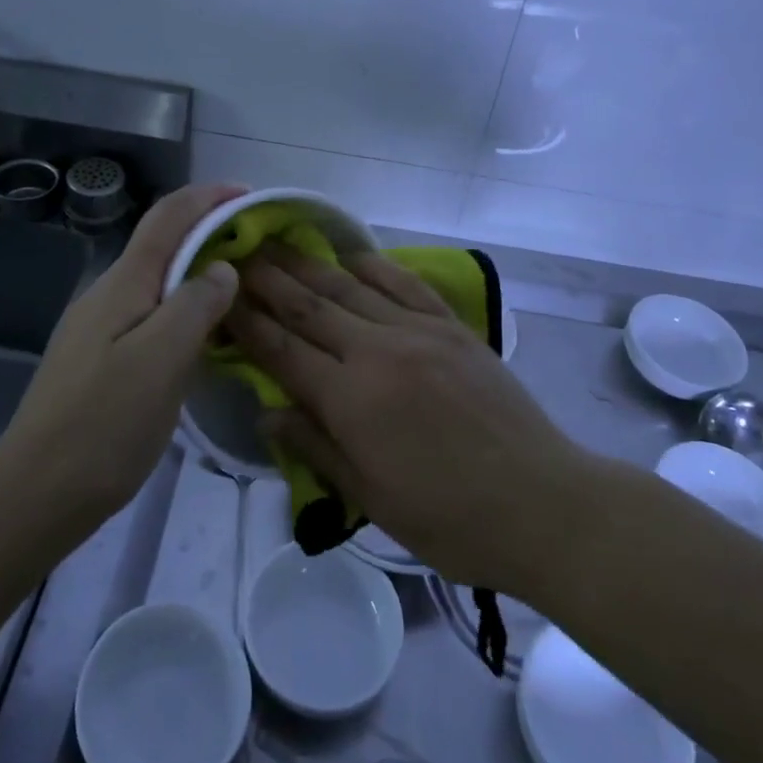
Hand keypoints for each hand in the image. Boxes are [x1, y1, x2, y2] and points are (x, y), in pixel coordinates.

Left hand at [0, 182, 244, 534]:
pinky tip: (204, 336)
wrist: (35, 494)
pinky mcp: (99, 359)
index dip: (207, 197)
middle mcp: (107, 294)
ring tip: (240, 288)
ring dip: (198, 272)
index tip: (249, 195)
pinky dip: (184, 308)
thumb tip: (222, 268)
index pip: (168, 217)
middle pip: (162, 244)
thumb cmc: (104, 424)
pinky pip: (150, 315)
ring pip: (157, 282)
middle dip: (208, 232)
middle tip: (258, 248)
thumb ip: (195, 305)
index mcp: (124, 283)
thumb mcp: (162, 360)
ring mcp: (99, 327)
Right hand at [227, 246, 585, 593]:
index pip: (283, 352)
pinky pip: (406, 284)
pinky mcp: (452, 326)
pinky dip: (375, 265)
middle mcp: (379, 352)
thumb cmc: (450, 518)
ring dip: (310, 265)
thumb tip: (266, 412)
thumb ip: (316, 447)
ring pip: (351, 288)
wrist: (542, 502)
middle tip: (238, 256)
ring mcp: (419, 332)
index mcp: (352, 400)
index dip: (247, 324)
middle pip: (310, 308)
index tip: (220, 298)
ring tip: (278, 244)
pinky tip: (353, 254)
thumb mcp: (372, 499)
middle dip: (268, 281)